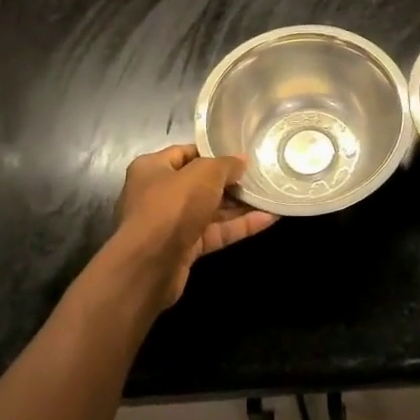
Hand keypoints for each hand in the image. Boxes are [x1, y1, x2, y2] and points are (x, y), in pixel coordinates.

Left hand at [113, 144, 276, 309]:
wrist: (149, 266)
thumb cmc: (171, 206)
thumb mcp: (203, 174)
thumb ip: (225, 165)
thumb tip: (242, 161)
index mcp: (153, 168)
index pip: (186, 153)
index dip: (213, 153)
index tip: (240, 154)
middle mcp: (158, 193)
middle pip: (200, 183)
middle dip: (230, 182)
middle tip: (260, 176)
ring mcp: (171, 224)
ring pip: (210, 210)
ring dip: (239, 205)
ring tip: (269, 196)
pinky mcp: (184, 249)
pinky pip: (215, 232)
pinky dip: (239, 226)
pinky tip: (268, 219)